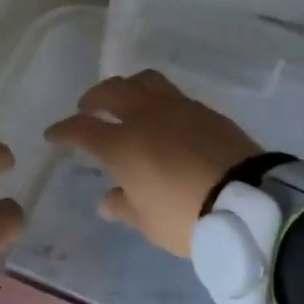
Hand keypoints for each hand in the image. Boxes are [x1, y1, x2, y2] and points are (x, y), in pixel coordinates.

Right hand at [45, 70, 260, 257]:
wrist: (250, 204)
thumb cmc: (187, 217)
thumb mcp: (149, 222)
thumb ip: (124, 206)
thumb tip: (107, 200)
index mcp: (122, 145)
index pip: (81, 129)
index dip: (63, 130)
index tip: (53, 135)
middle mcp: (146, 118)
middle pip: (111, 92)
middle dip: (93, 98)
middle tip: (87, 108)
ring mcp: (178, 109)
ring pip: (144, 81)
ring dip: (127, 87)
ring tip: (126, 100)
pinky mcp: (207, 112)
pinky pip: (174, 95)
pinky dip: (159, 100)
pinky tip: (164, 116)